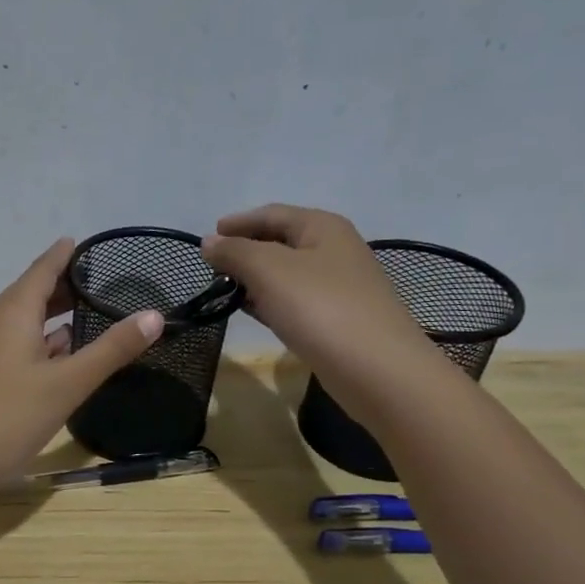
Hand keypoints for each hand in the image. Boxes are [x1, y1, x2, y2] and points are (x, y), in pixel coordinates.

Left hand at [0, 238, 164, 503]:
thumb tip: (154, 315)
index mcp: (12, 312)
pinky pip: (15, 347)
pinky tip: (60, 359)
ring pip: (23, 324)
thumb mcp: (67, 384)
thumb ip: (111, 350)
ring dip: (54, 318)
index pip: (43, 269)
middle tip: (103, 282)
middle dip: (65, 287)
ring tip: (90, 316)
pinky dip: (41, 344)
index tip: (86, 242)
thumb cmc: (7, 417)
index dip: (65, 255)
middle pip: (32, 294)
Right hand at [201, 204, 437, 385]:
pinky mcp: (339, 320)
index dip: (238, 223)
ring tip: (225, 290)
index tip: (208, 238)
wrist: (377, 369)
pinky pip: (296, 301)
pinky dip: (271, 302)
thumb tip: (208, 243)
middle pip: (281, 241)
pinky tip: (254, 313)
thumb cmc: (320, 308)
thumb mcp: (269, 270)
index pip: (272, 214)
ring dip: (256, 278)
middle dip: (246, 250)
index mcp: (323, 227)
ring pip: (288, 274)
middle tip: (212, 268)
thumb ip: (235, 252)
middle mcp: (335, 250)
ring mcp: (340, 286)